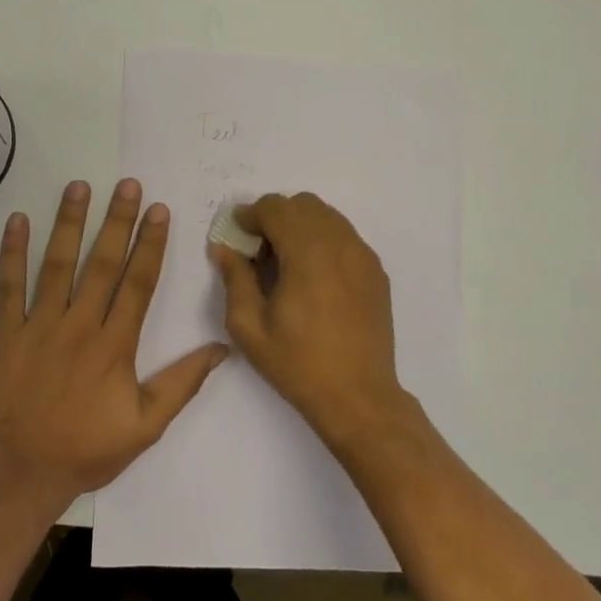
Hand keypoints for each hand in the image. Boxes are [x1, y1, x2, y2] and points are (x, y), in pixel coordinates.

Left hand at [0, 179, 227, 509]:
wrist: (18, 475)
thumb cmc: (85, 452)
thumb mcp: (145, 426)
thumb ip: (182, 384)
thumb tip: (222, 348)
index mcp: (115, 346)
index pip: (138, 283)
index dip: (150, 244)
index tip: (159, 211)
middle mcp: (79, 326)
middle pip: (102, 264)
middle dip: (117, 221)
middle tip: (127, 184)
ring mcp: (39, 327)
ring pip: (57, 265)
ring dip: (70, 223)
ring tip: (80, 186)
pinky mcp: (6, 335)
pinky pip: (8, 287)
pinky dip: (12, 253)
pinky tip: (19, 220)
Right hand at [210, 193, 425, 458]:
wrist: (358, 396)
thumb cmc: (297, 364)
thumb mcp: (249, 327)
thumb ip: (235, 278)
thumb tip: (224, 248)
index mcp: (308, 253)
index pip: (276, 208)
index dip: (251, 215)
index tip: (237, 235)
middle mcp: (340, 244)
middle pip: (303, 204)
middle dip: (275, 217)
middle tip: (259, 251)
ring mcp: (363, 256)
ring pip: (327, 216)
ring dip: (300, 226)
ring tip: (286, 263)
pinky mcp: (376, 271)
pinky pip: (345, 236)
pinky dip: (323, 240)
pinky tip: (312, 276)